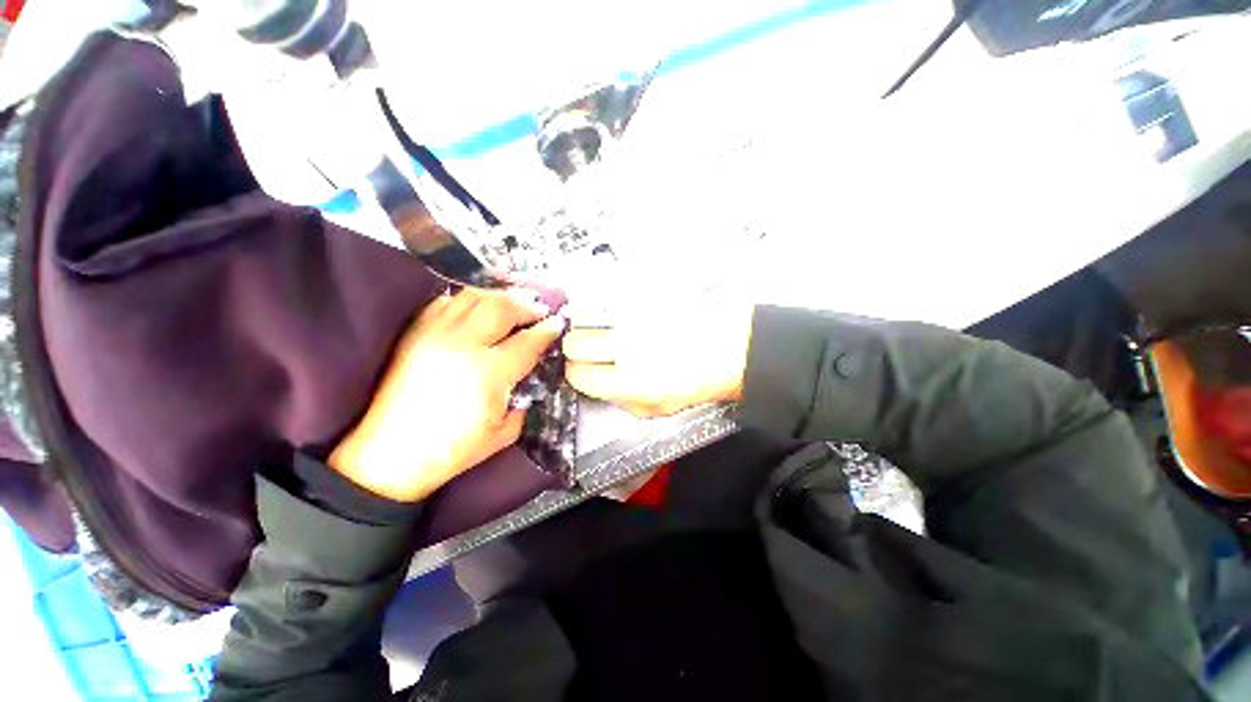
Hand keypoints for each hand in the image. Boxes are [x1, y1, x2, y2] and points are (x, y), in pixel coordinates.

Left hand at [330, 289, 564, 501]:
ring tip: (512, 300)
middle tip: (539, 307)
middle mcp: (465, 344)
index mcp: (491, 372)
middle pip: (502, 308)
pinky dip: (467, 299)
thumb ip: (524, 400)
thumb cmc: (453, 450)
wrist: (392, 455)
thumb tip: (530, 376)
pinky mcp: (416, 334)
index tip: (558, 323)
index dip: (547, 329)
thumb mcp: (504, 432)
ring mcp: (437, 335)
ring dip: (499, 295)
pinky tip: (478, 306)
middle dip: (527, 304)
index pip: (528, 341)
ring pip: (473, 297)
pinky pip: (445, 303)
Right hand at [563, 302, 754, 417]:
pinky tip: (620, 315)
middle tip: (588, 349)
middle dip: (576, 347)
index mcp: (629, 383)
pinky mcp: (643, 297)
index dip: (576, 373)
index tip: (581, 370)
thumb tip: (598, 386)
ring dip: (588, 325)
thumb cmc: (702, 381)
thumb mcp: (659, 409)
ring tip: (603, 329)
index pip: (578, 374)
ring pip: (587, 316)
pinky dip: (606, 308)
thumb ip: (622, 401)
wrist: (735, 346)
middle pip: (575, 342)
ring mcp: (635, 318)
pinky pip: (609, 300)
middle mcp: (627, 347)